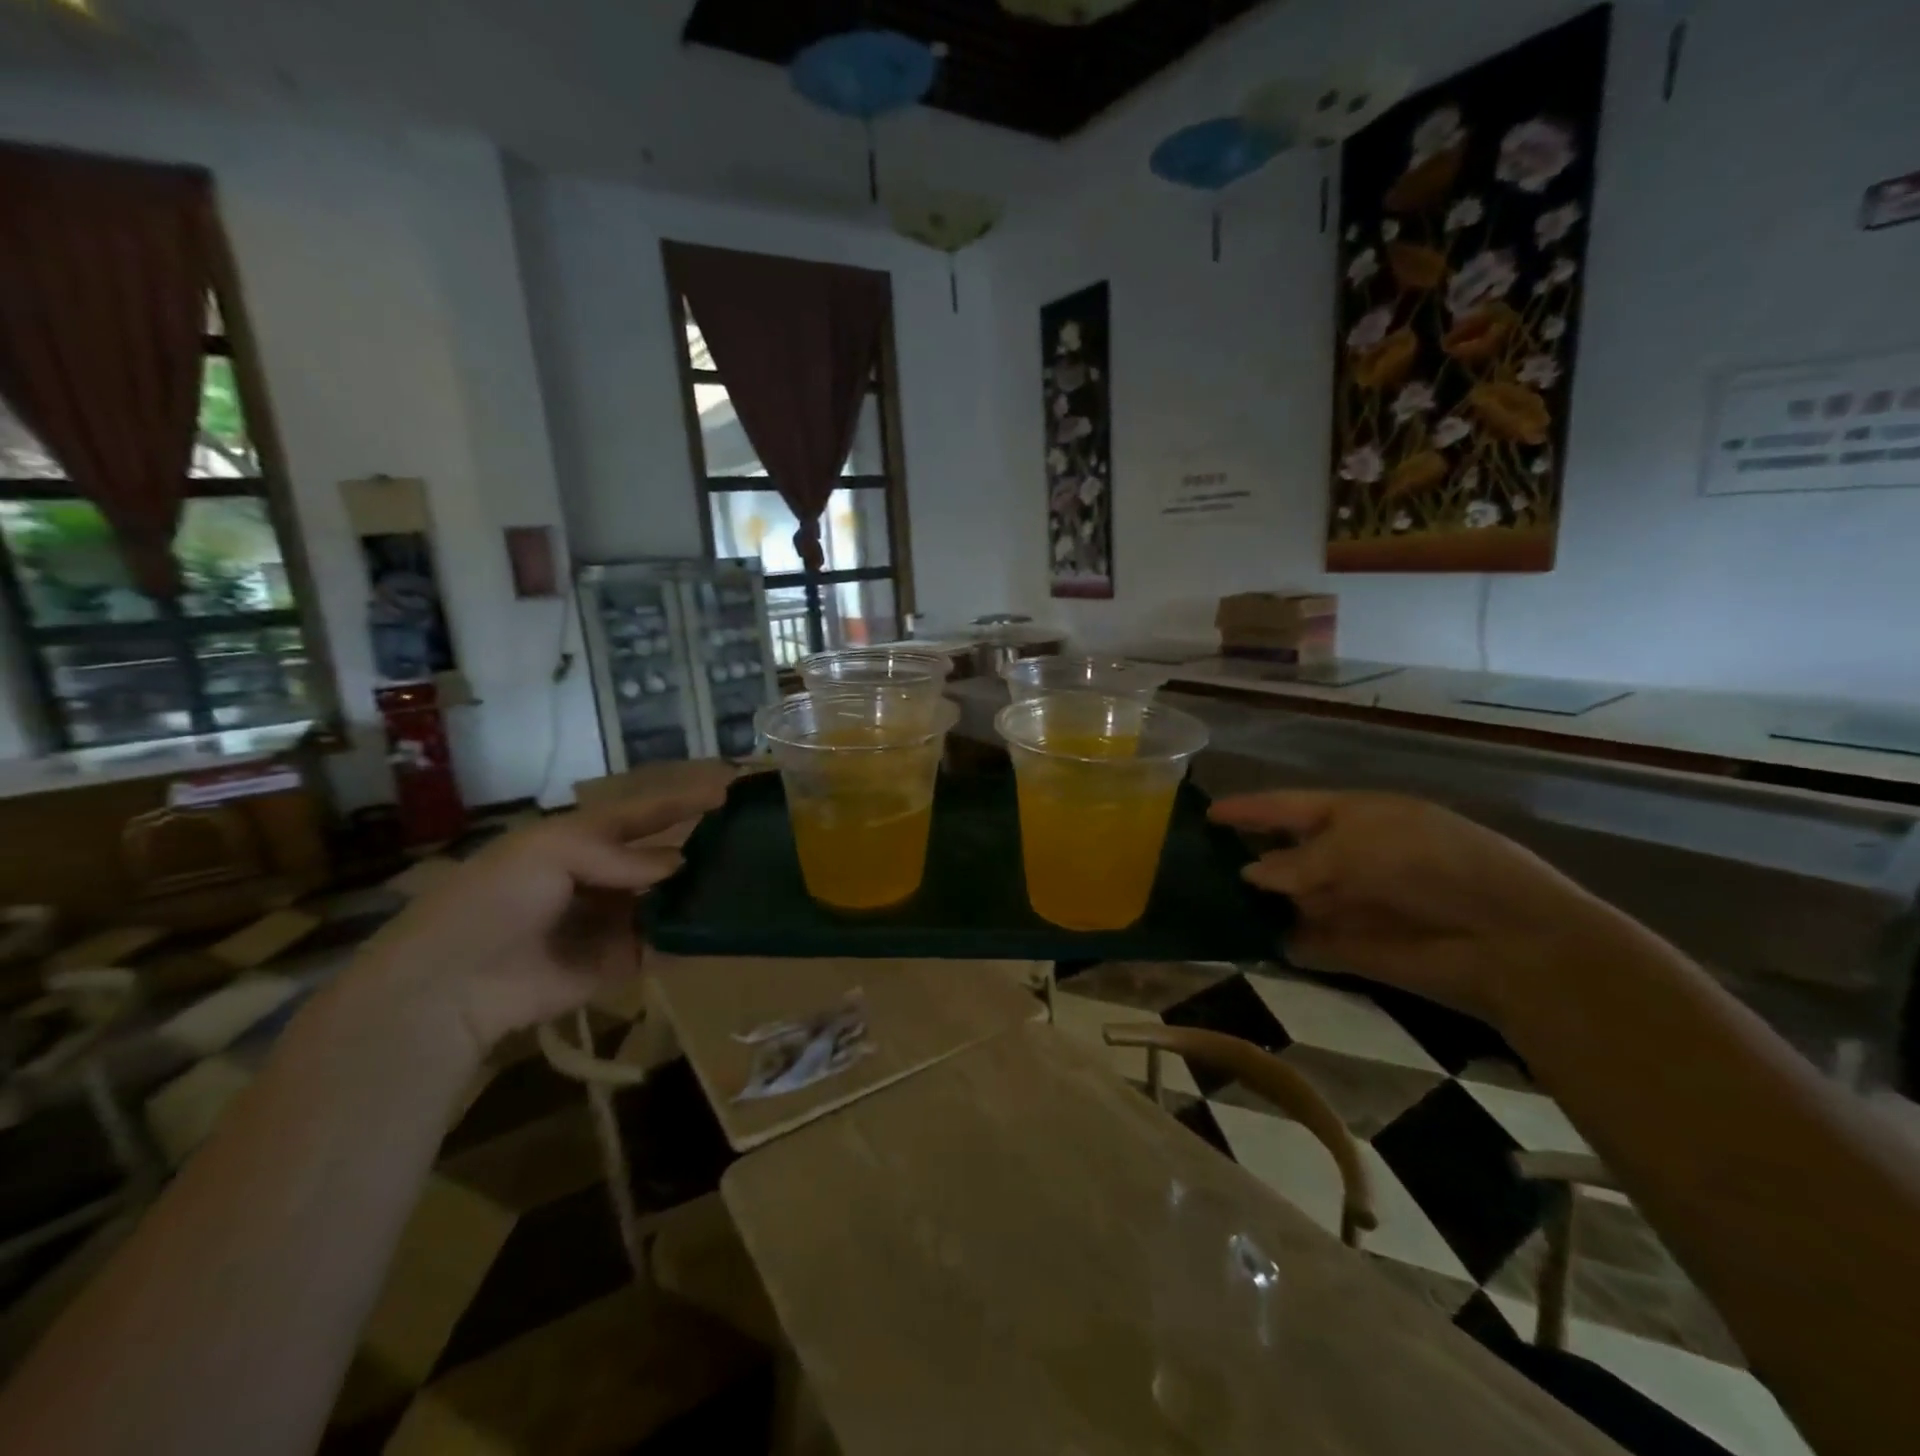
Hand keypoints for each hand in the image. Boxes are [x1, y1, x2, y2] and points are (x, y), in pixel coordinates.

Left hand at [349, 788, 726, 1055]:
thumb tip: (677, 865)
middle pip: (662, 857)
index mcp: (582, 841)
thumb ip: (619, 854)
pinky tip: (723, 922)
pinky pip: (665, 943)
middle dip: (700, 847)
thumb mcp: (550, 852)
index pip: (643, 814)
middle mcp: (604, 877)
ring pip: (670, 899)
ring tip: (749, 879)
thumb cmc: (497, 900)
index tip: (728, 788)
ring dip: (700, 891)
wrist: (454, 983)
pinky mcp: (621, 962)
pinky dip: (689, 934)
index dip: (682, 801)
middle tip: (749, 838)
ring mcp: (615, 920)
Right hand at [1209, 790, 1613, 1025]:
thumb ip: (1297, 861)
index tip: (1205, 813)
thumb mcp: (1357, 845)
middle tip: (1190, 863)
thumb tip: (1249, 875)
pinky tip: (1235, 941)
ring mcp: (1348, 905)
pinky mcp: (1351, 950)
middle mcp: (1346, 858)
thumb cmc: (1430, 865)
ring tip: (1199, 903)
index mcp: (1353, 818)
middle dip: (1242, 858)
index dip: (1248, 810)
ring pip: (1286, 901)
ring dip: (1252, 903)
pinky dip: (1274, 942)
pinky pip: (1301, 942)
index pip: (1287, 808)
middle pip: (1282, 856)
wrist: (1506, 939)